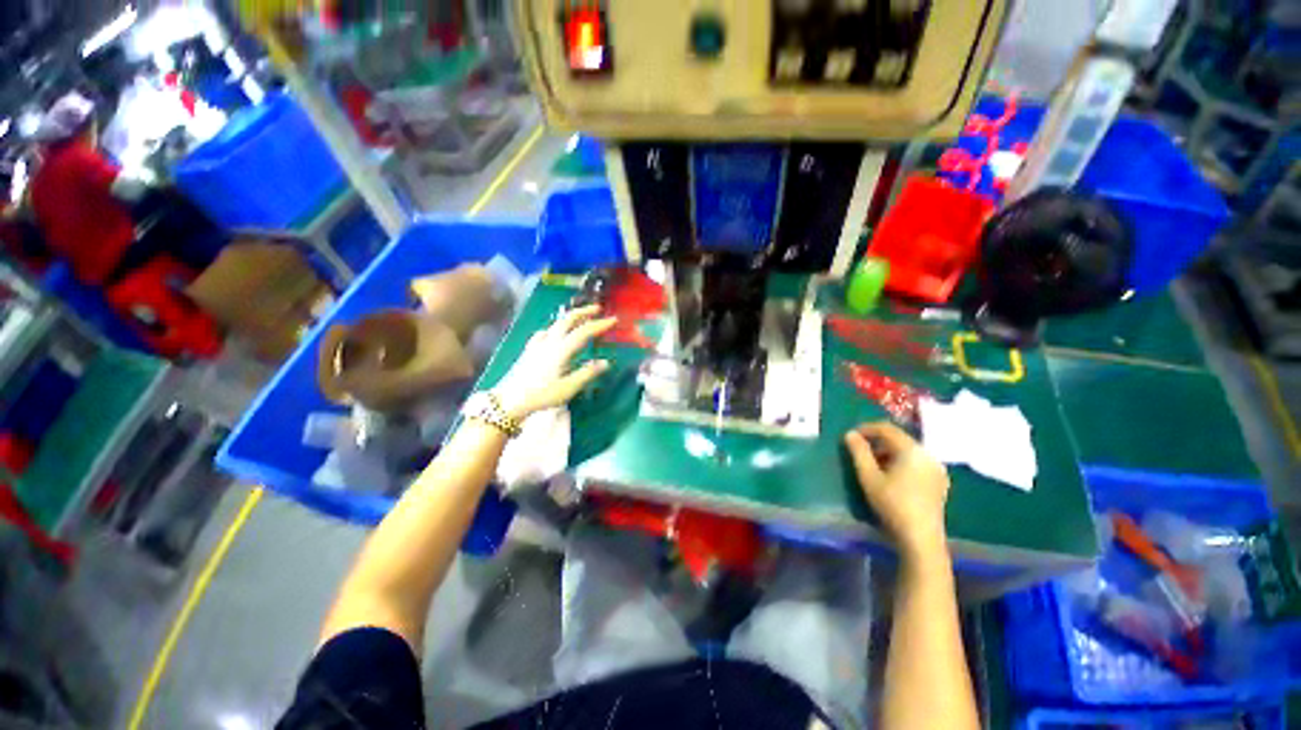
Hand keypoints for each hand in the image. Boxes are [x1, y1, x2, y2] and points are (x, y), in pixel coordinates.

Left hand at [493, 305, 615, 419]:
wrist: (510, 400)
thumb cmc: (542, 395)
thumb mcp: (569, 387)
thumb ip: (587, 373)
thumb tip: (606, 362)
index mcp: (561, 350)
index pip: (584, 331)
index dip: (599, 324)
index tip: (613, 320)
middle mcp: (550, 342)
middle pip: (568, 320)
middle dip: (584, 312)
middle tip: (597, 309)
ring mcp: (537, 345)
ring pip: (555, 324)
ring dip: (570, 318)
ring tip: (579, 318)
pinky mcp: (529, 350)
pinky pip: (543, 333)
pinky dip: (554, 328)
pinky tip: (553, 334)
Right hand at [844, 422, 950, 560]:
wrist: (921, 539)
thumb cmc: (892, 504)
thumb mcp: (868, 477)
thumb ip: (858, 452)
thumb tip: (850, 434)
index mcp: (912, 450)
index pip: (887, 428)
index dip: (867, 428)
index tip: (851, 436)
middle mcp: (928, 455)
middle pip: (899, 439)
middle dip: (877, 441)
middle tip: (859, 451)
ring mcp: (936, 469)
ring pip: (908, 452)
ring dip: (888, 452)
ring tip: (872, 464)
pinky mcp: (939, 483)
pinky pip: (916, 463)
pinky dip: (900, 463)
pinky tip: (890, 477)